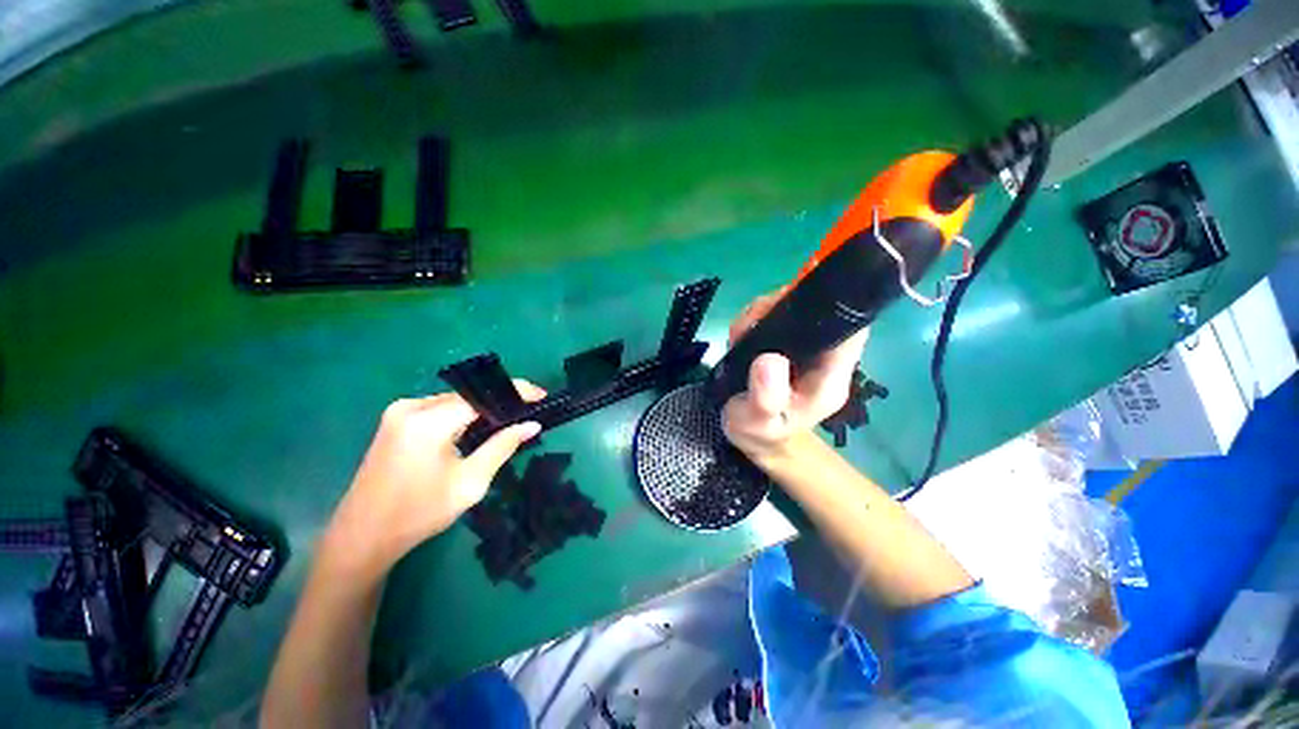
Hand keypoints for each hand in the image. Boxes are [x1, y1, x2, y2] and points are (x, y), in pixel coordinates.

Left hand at [321, 382, 545, 577]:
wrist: (362, 536)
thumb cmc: (419, 514)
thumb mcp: (470, 482)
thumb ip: (502, 447)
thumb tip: (532, 424)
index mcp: (428, 422)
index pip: (483, 396)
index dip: (516, 392)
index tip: (542, 395)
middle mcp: (411, 407)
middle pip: (468, 396)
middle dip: (500, 401)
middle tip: (528, 411)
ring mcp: (399, 412)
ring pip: (454, 401)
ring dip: (481, 408)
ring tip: (509, 419)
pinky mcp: (395, 420)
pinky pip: (439, 408)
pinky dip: (462, 415)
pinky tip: (477, 427)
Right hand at [722, 291, 867, 460]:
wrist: (755, 436)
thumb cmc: (761, 432)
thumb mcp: (758, 421)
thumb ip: (766, 396)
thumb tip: (769, 359)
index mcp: (829, 375)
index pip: (848, 330)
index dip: (828, 309)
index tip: (787, 306)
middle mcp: (823, 356)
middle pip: (818, 311)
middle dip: (781, 307)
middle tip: (748, 326)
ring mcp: (804, 347)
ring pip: (793, 309)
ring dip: (763, 312)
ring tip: (740, 335)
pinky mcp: (785, 342)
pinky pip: (775, 316)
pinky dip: (755, 318)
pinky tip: (741, 335)